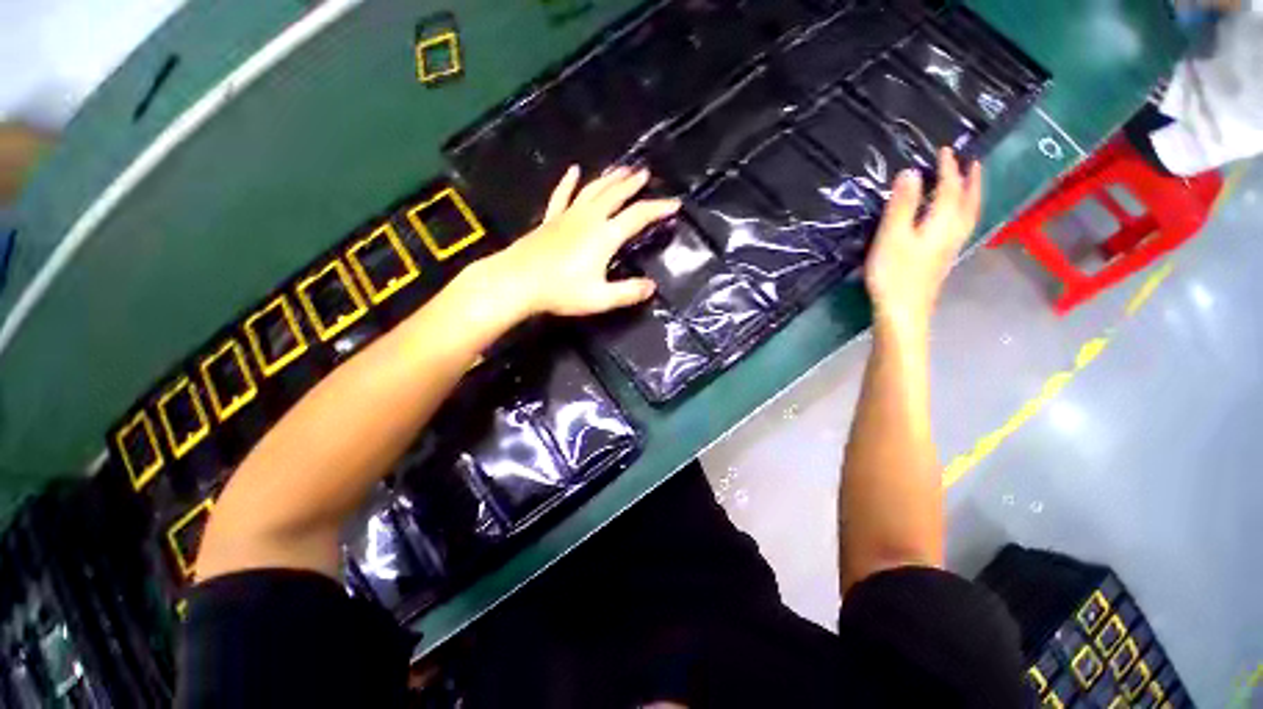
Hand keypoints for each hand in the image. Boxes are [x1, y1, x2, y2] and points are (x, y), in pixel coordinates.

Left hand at [491, 165, 679, 317]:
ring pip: (593, 190)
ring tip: (622, 169)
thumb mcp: (600, 298)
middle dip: (633, 184)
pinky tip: (573, 170)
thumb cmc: (561, 291)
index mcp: (604, 236)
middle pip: (615, 195)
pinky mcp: (550, 220)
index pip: (638, 216)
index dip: (658, 209)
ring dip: (609, 178)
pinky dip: (569, 183)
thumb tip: (652, 287)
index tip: (674, 203)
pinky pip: (562, 195)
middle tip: (645, 173)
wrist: (517, 282)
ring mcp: (567, 216)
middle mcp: (589, 218)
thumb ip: (628, 292)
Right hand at [865, 148, 981, 336]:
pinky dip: (962, 213)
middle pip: (968, 201)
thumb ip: (902, 205)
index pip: (950, 188)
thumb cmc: (895, 274)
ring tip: (968, 185)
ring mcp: (950, 248)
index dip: (947, 168)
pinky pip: (961, 226)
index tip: (944, 150)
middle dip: (970, 180)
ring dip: (970, 196)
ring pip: (968, 215)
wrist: (903, 312)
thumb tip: (911, 172)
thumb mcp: (892, 236)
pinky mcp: (942, 260)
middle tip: (972, 162)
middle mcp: (954, 232)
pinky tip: (952, 219)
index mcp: (942, 222)